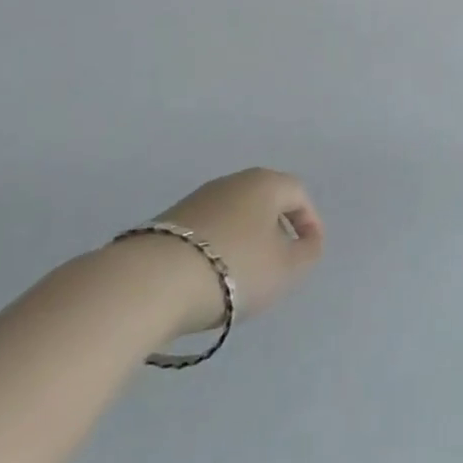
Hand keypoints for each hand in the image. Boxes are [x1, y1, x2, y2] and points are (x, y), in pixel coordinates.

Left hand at [138, 169, 324, 334]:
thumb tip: (308, 241)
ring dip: (245, 240)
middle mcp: (232, 181)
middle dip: (276, 230)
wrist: (152, 282)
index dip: (309, 221)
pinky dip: (217, 249)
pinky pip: (207, 231)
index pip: (298, 193)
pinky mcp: (168, 222)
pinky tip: (210, 278)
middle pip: (264, 201)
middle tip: (279, 263)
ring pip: (234, 216)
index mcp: (265, 183)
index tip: (309, 251)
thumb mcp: (286, 269)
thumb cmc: (234, 268)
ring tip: (243, 277)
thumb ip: (307, 253)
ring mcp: (197, 199)